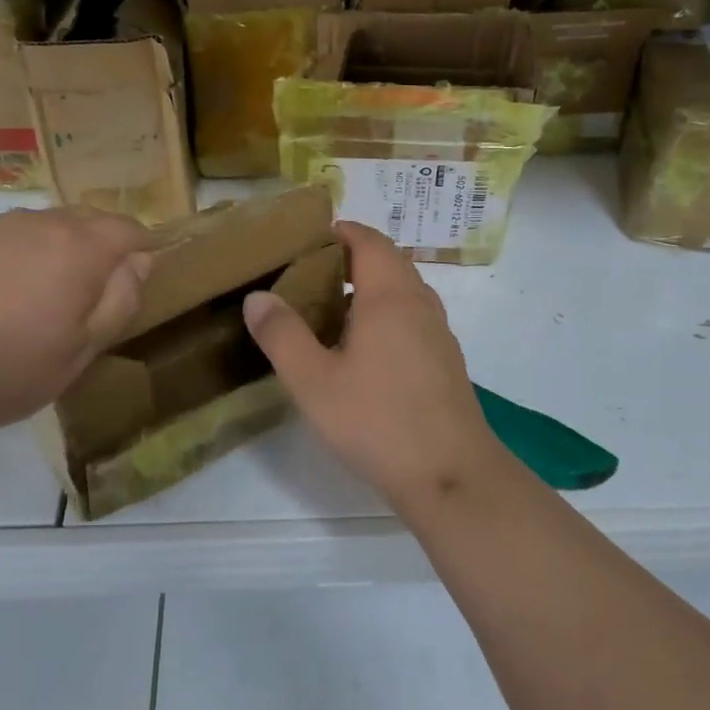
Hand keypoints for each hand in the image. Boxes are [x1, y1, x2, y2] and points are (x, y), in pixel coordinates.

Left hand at [0, 205, 154, 438]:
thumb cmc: (3, 366)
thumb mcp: (79, 352)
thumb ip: (119, 303)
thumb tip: (139, 264)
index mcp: (82, 247)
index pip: (131, 230)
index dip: (144, 252)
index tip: (138, 285)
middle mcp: (46, 223)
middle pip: (93, 222)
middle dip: (106, 249)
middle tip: (97, 298)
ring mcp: (1, 226)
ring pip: (53, 227)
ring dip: (65, 251)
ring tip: (50, 299)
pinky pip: (17, 236)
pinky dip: (28, 256)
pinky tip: (7, 296)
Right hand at [241, 221, 507, 514]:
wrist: (452, 477)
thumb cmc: (378, 421)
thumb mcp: (314, 381)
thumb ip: (282, 335)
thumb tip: (257, 296)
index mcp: (389, 296)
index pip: (369, 240)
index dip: (342, 232)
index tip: (309, 240)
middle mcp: (419, 303)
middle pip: (388, 261)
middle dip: (351, 258)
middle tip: (310, 275)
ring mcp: (438, 331)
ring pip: (403, 290)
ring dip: (370, 288)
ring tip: (330, 311)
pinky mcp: (446, 360)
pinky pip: (413, 317)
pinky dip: (386, 314)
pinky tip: (363, 350)